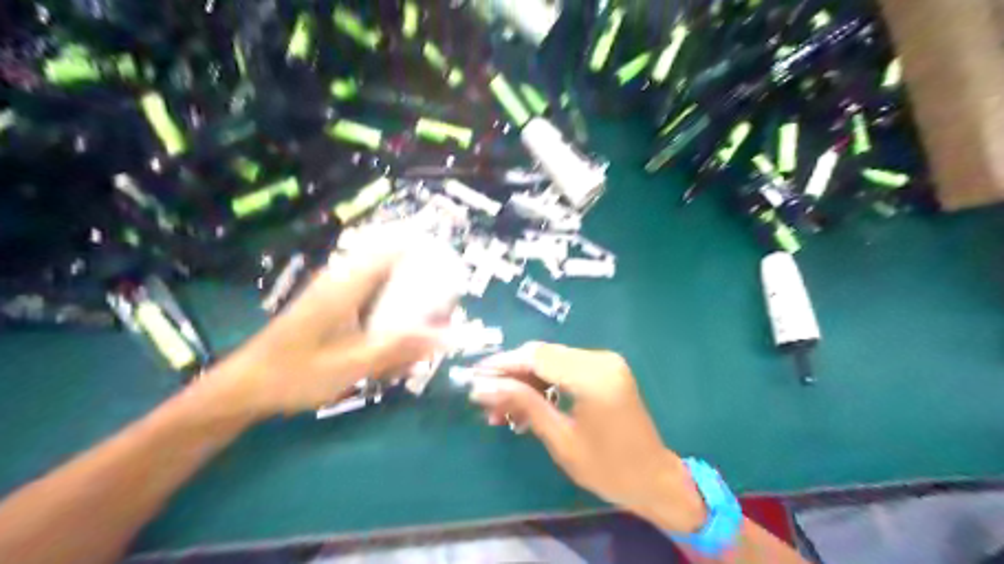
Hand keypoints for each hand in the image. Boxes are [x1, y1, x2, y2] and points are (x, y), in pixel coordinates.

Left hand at [200, 250, 438, 418]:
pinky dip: (389, 323)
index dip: (427, 251)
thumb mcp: (352, 366)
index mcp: (347, 283)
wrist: (244, 387)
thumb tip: (448, 336)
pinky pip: (374, 303)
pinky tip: (388, 357)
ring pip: (387, 287)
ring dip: (407, 313)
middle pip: (397, 266)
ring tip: (410, 353)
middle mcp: (344, 278)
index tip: (453, 275)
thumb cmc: (294, 374)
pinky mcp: (336, 306)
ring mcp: (339, 291)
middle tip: (437, 326)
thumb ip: (400, 348)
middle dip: (423, 293)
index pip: (395, 246)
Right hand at [470, 343, 704, 531]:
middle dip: (511, 374)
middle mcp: (601, 359)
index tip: (474, 376)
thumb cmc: (608, 468)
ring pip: (551, 360)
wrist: (653, 478)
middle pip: (543, 354)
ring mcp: (605, 361)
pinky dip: (544, 383)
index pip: (537, 358)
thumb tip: (482, 388)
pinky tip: (526, 405)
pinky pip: (565, 368)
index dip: (503, 364)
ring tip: (501, 410)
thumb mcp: (560, 439)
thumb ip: (523, 405)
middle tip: (485, 397)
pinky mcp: (605, 368)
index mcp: (593, 377)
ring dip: (525, 381)